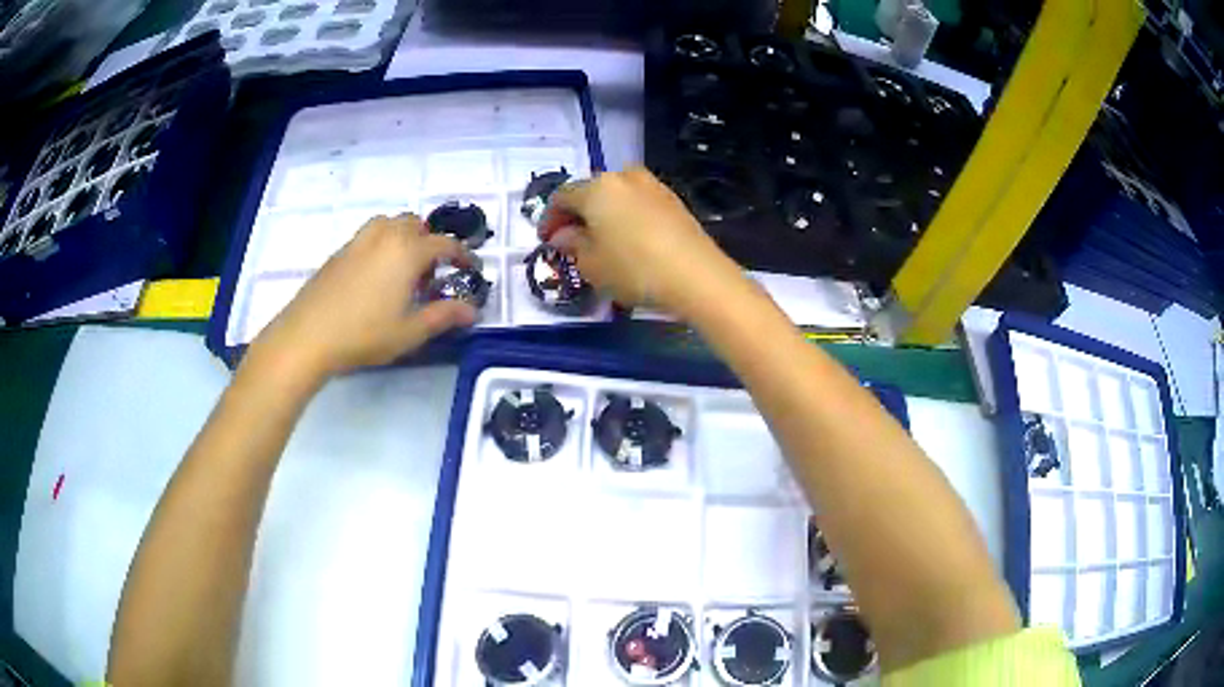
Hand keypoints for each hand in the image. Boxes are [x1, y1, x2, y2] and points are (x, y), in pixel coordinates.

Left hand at [248, 214, 476, 380]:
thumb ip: (443, 316)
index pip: (444, 244)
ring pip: (390, 223)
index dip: (462, 256)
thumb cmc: (364, 335)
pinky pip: (370, 234)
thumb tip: (471, 311)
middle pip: (416, 224)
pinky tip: (376, 274)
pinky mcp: (340, 251)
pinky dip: (383, 243)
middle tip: (431, 273)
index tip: (471, 269)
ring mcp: (359, 240)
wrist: (308, 335)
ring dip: (405, 236)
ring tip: (403, 267)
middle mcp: (385, 236)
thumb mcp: (410, 332)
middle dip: (430, 242)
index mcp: (407, 252)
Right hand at [541, 167, 750, 318]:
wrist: (696, 276)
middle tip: (572, 240)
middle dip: (577, 214)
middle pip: (590, 191)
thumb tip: (563, 234)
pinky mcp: (673, 200)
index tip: (546, 240)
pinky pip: (638, 203)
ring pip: (617, 195)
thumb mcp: (591, 264)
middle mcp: (623, 176)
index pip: (561, 197)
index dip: (549, 219)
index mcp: (597, 187)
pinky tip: (628, 239)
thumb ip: (572, 244)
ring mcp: (652, 185)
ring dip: (603, 213)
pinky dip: (626, 216)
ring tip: (601, 240)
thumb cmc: (634, 269)